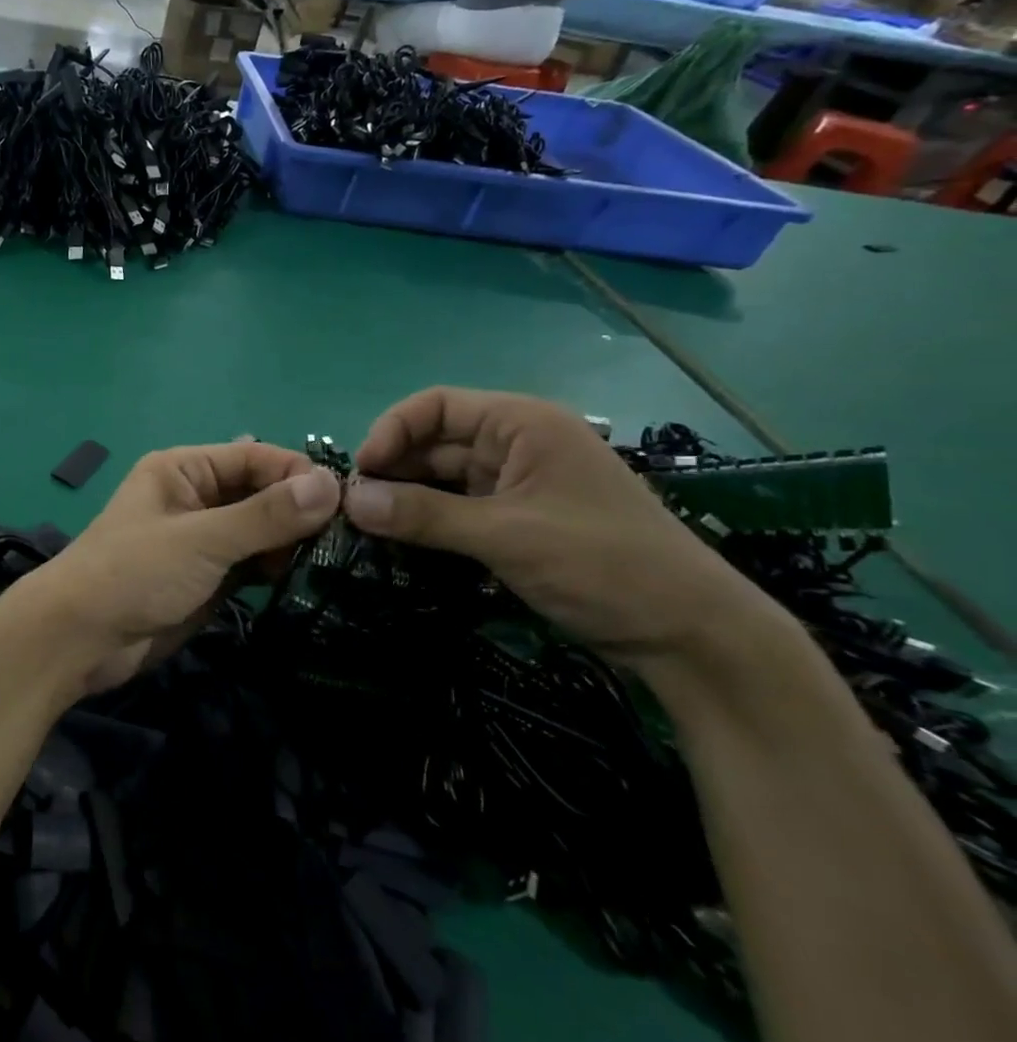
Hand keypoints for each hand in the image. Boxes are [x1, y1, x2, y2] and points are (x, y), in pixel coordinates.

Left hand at [24, 442, 341, 694]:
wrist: (80, 639)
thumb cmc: (134, 573)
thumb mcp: (201, 539)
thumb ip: (265, 515)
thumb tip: (332, 484)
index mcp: (184, 469)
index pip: (255, 458)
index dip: (300, 475)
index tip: (350, 503)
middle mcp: (195, 497)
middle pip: (261, 493)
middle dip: (300, 512)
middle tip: (348, 539)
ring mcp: (202, 540)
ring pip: (260, 531)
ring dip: (291, 543)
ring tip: (331, 561)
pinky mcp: (207, 578)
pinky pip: (251, 563)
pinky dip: (276, 569)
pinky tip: (304, 579)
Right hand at [342, 387, 778, 666]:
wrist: (691, 635)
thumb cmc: (603, 563)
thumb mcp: (506, 535)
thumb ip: (423, 515)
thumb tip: (349, 500)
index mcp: (522, 423)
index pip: (436, 406)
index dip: (392, 431)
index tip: (361, 472)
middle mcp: (517, 444)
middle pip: (435, 441)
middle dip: (393, 468)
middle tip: (355, 507)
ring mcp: (518, 484)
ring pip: (443, 478)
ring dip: (406, 497)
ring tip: (368, 525)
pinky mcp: (518, 521)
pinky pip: (458, 508)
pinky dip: (428, 520)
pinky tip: (400, 540)